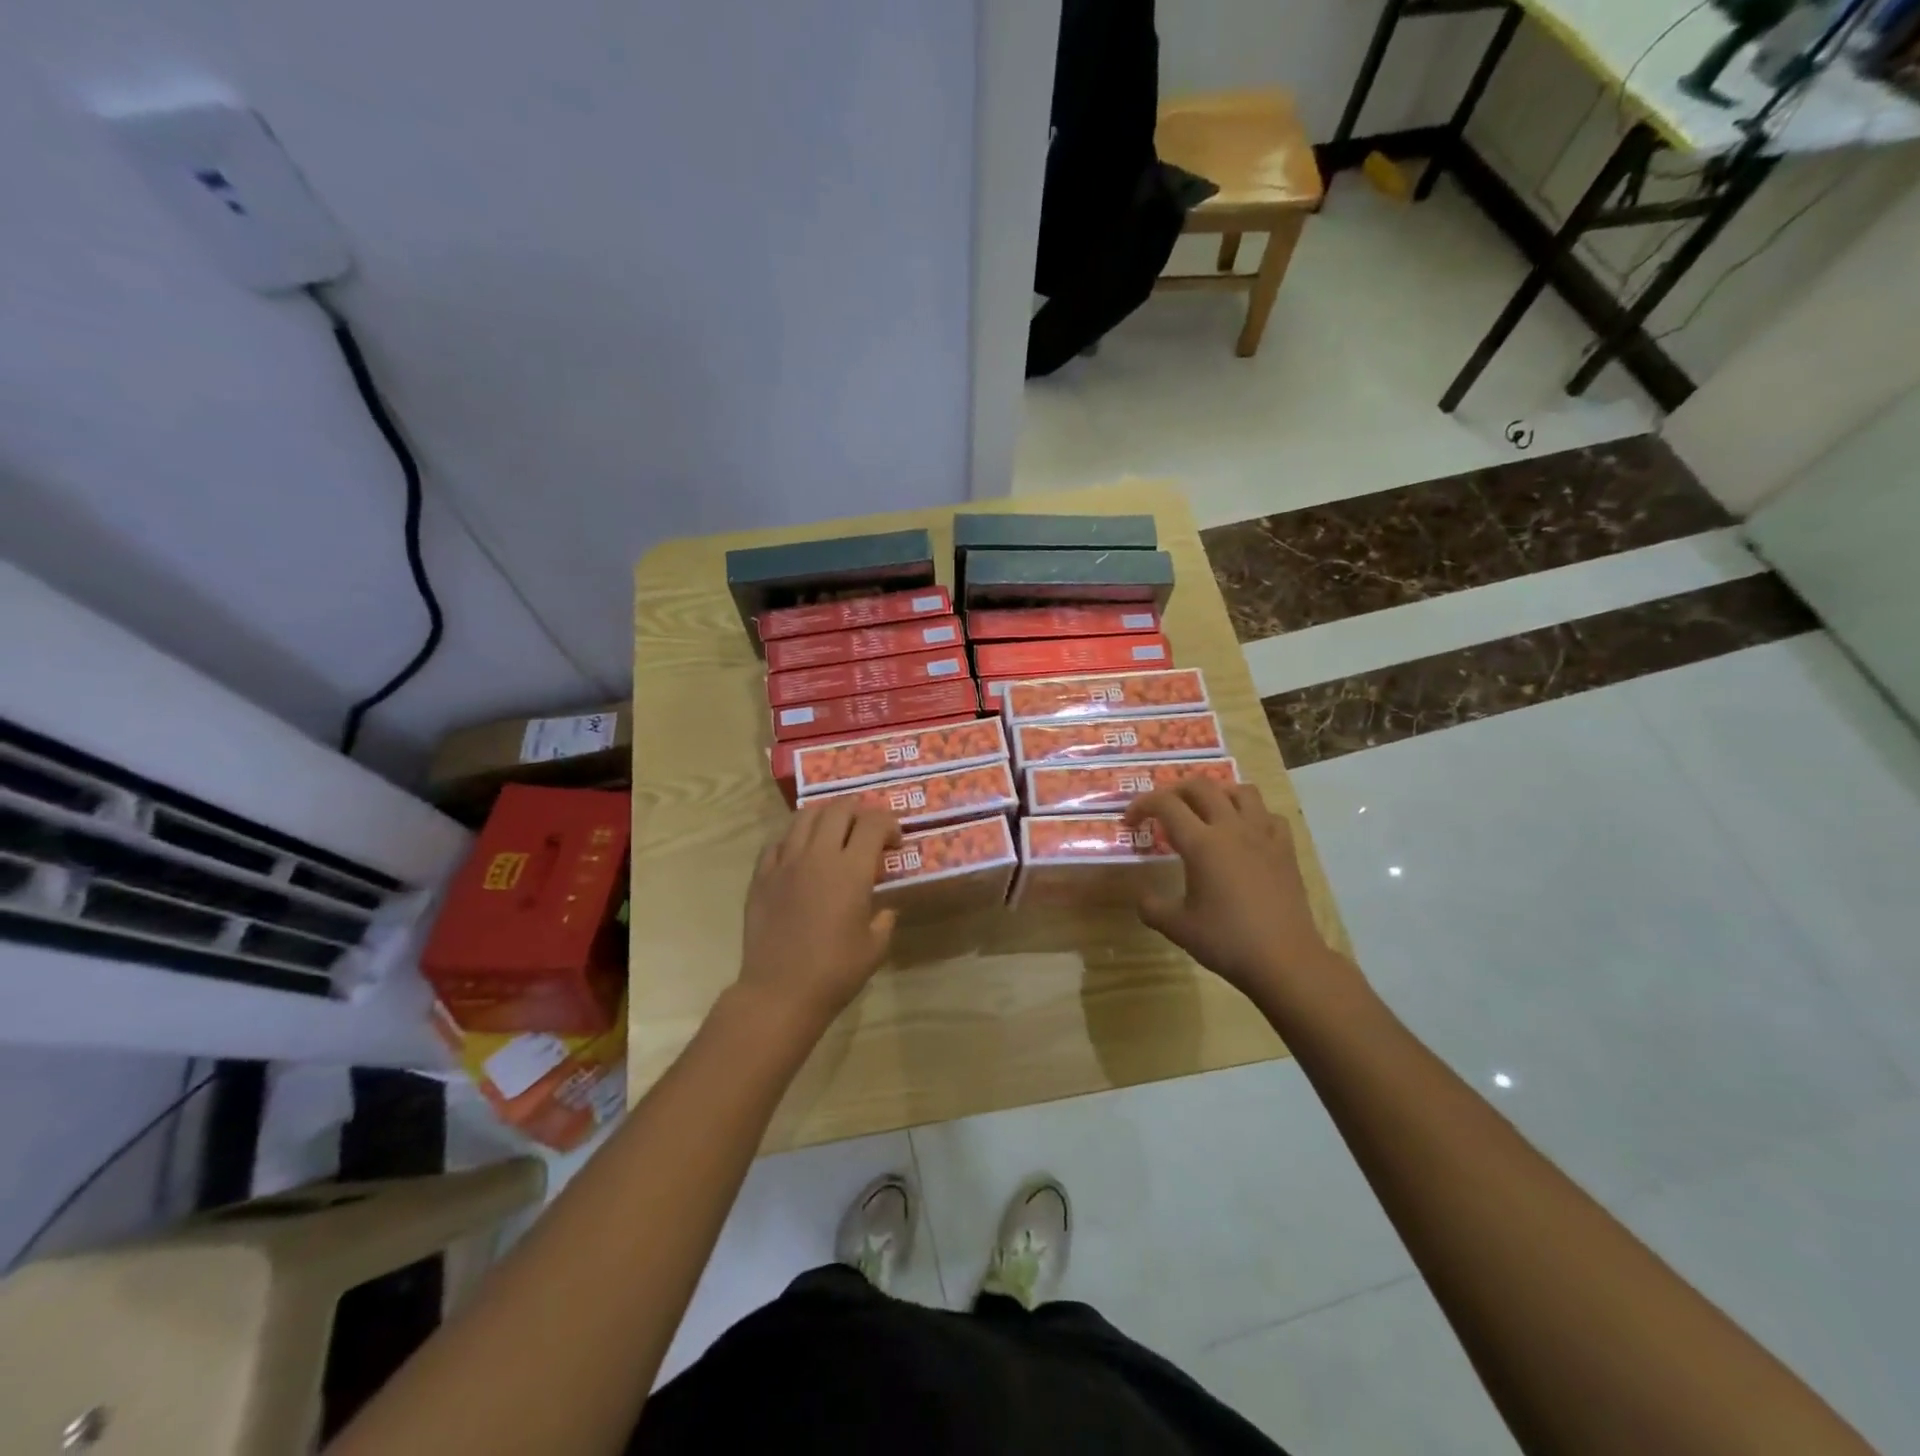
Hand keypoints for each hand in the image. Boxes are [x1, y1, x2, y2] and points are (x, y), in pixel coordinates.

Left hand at [737, 802, 901, 1031]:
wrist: (779, 992)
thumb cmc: (835, 972)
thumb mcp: (875, 947)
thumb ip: (884, 920)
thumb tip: (884, 909)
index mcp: (851, 870)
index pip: (873, 823)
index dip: (889, 824)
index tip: (894, 842)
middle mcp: (818, 856)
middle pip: (839, 809)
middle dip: (859, 811)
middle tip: (866, 829)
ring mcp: (785, 863)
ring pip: (805, 816)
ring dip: (825, 816)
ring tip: (833, 831)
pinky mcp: (761, 876)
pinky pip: (777, 842)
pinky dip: (794, 839)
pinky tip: (800, 854)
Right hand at [1126, 781, 1357, 1010]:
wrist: (1285, 960)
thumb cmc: (1227, 941)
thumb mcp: (1177, 927)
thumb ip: (1151, 907)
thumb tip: (1142, 896)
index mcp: (1202, 844)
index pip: (1166, 804)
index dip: (1142, 805)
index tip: (1131, 821)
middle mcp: (1232, 829)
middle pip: (1201, 786)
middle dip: (1175, 790)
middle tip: (1163, 809)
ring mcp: (1263, 836)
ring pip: (1240, 791)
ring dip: (1217, 792)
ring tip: (1205, 810)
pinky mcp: (1286, 850)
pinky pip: (1269, 815)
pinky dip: (1253, 815)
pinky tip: (1245, 832)